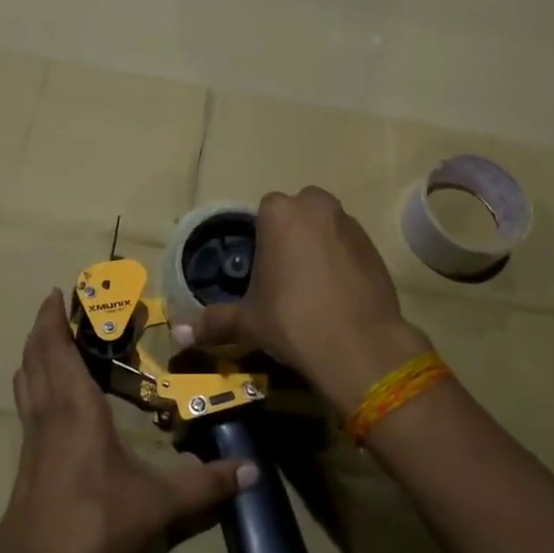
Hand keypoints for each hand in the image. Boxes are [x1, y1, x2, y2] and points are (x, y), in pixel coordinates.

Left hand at [0, 291, 251, 552]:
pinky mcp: (26, 461)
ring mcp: (32, 437)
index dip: (53, 319)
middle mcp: (49, 413)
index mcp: (76, 407)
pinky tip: (47, 398)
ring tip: (48, 341)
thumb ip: (204, 485)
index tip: (57, 292)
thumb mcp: (157, 504)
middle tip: (56, 307)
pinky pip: (27, 404)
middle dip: (43, 328)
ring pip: (26, 380)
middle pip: (36, 357)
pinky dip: (32, 383)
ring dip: (33, 354)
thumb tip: (252, 471)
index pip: (59, 350)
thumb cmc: (93, 522)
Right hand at [171, 187, 428, 413]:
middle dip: (293, 233)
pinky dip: (343, 261)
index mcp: (280, 212)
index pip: (265, 210)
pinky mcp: (375, 248)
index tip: (262, 267)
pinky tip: (337, 293)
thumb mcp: (248, 321)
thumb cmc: (292, 320)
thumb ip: (214, 322)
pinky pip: (349, 246)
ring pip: (327, 226)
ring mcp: (350, 225)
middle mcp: (317, 207)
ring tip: (312, 286)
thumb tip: (178, 335)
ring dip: (319, 244)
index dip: (262, 238)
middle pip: (299, 211)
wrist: (358, 345)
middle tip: (285, 273)